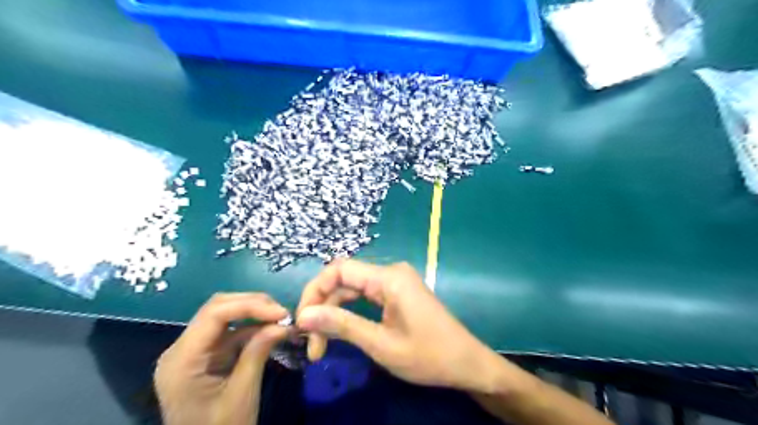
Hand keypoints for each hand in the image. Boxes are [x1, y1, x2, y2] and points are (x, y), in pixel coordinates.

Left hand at [154, 292, 289, 424]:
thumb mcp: (242, 394)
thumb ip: (258, 353)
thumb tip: (283, 323)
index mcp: (181, 360)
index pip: (214, 314)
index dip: (250, 306)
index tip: (281, 313)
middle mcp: (182, 348)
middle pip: (217, 308)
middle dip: (253, 305)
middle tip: (282, 313)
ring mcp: (194, 351)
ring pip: (225, 315)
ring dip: (255, 313)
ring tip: (281, 319)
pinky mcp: (206, 355)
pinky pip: (230, 332)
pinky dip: (252, 328)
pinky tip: (271, 330)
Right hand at [295, 260, 502, 393]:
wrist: (466, 363)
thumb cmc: (428, 356)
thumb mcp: (381, 344)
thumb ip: (342, 326)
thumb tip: (303, 315)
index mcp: (389, 278)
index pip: (339, 269)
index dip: (315, 291)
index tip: (301, 321)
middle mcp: (391, 272)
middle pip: (344, 279)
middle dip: (322, 307)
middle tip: (310, 343)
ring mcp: (395, 282)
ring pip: (352, 289)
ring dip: (333, 312)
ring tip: (320, 345)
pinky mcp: (397, 293)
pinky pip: (365, 296)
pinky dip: (349, 312)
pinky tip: (339, 331)